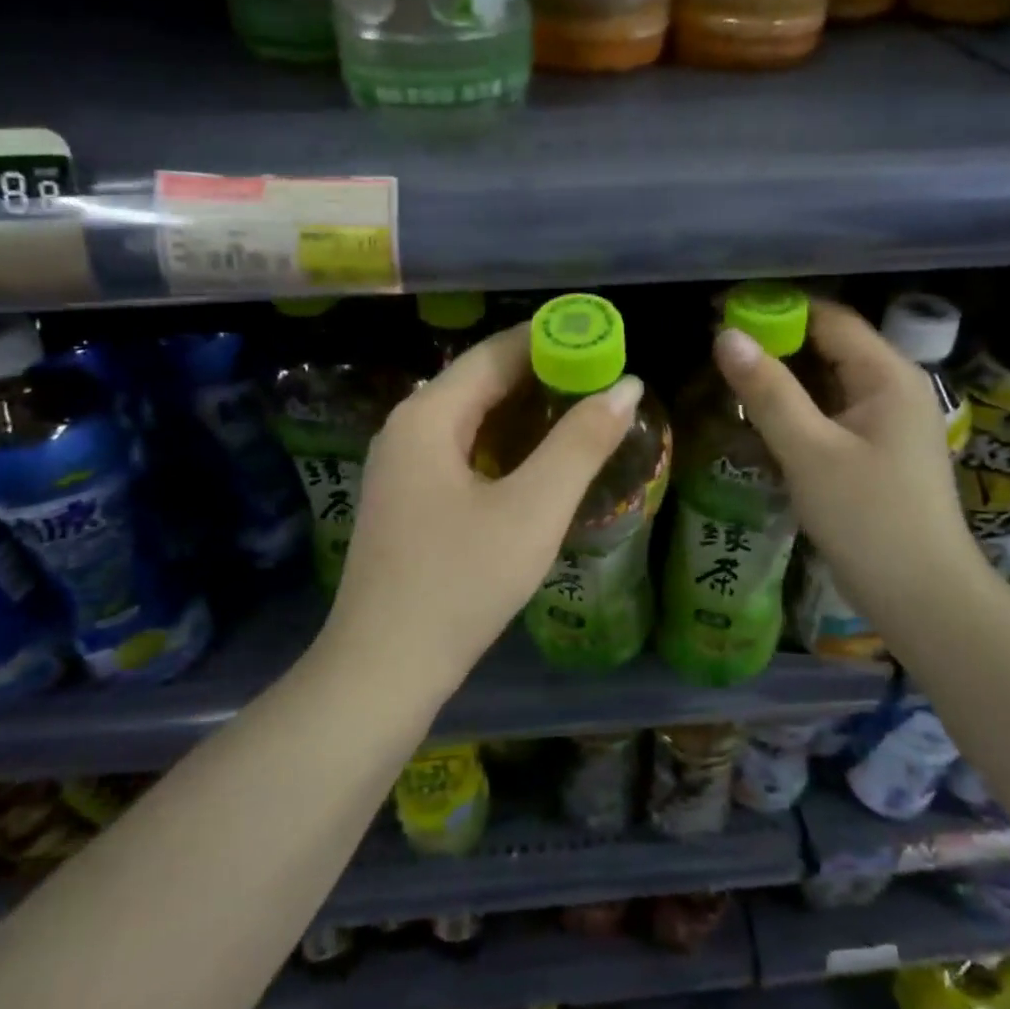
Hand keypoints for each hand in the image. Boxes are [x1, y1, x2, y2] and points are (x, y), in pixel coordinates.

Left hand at [324, 323, 642, 686]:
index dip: (553, 339)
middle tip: (605, 376)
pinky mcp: (407, 499)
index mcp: (428, 415)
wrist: (383, 669)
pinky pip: (461, 449)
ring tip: (582, 410)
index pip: (496, 352)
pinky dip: (503, 442)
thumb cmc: (460, 583)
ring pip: (471, 417)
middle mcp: (406, 427)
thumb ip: (580, 443)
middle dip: (543, 373)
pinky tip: (537, 458)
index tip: (605, 339)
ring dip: (525, 409)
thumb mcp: (533, 510)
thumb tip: (626, 387)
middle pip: (481, 380)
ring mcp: (401, 465)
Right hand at [713, 300, 989, 625]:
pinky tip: (760, 417)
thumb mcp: (810, 452)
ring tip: (728, 377)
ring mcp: (887, 421)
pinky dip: (796, 407)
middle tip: (716, 348)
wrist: (922, 597)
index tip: (721, 312)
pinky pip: (831, 412)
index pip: (829, 318)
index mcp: (888, 375)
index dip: (776, 308)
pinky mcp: (877, 451)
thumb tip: (726, 336)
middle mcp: (893, 388)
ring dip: (783, 377)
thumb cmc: (868, 519)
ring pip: (827, 381)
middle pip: (829, 346)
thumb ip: (768, 392)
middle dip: (775, 342)